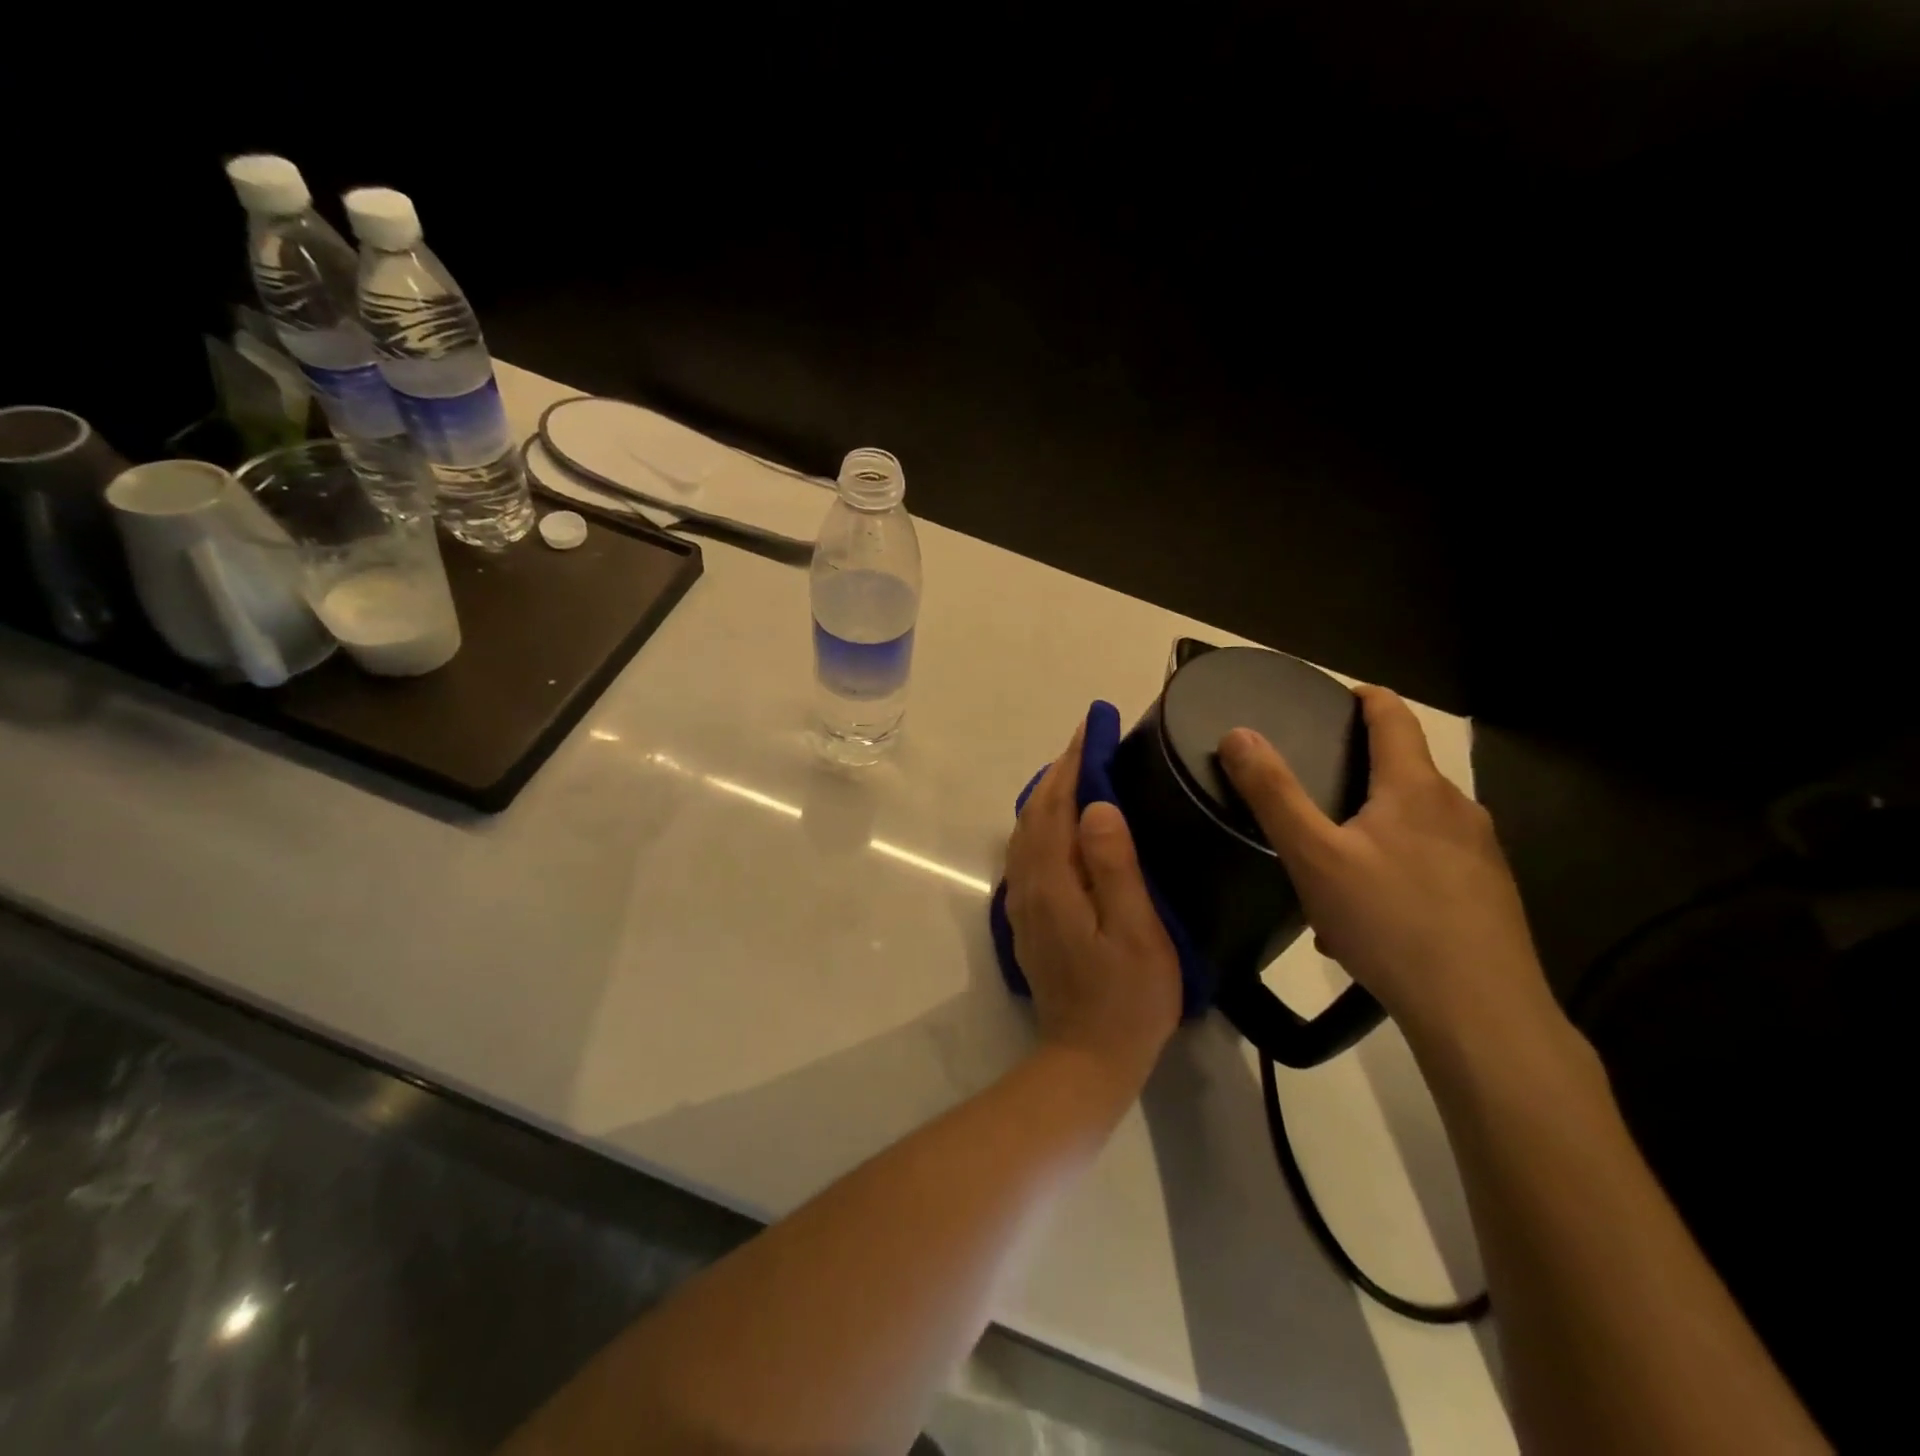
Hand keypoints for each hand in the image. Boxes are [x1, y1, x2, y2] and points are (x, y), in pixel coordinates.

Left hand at [1004, 724, 1182, 1092]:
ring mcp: (1022, 901)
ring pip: (1027, 830)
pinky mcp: (1027, 916)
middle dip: (1060, 771)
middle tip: (1089, 740)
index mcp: (1054, 880)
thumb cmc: (1127, 998)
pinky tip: (1062, 822)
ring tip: (1078, 770)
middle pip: (1036, 812)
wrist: (1088, 1058)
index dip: (1074, 763)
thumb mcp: (1135, 932)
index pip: (1058, 804)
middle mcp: (1028, 882)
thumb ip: (1114, 866)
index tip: (1092, 727)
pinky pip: (1028, 851)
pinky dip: (1043, 822)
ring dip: (1049, 794)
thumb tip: (1096, 806)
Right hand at [1217, 685, 1552, 1045]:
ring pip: (1416, 824)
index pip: (1394, 716)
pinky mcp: (1489, 894)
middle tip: (1313, 793)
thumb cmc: (1390, 922)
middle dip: (1359, 775)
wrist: (1481, 1013)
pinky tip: (1369, 916)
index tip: (1337, 698)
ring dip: (1374, 830)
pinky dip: (1395, 869)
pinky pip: (1432, 863)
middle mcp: (1457, 809)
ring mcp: (1481, 853)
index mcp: (1416, 788)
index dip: (1365, 698)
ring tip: (1332, 866)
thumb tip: (1238, 733)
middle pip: (1404, 771)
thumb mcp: (1314, 856)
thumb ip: (1273, 793)